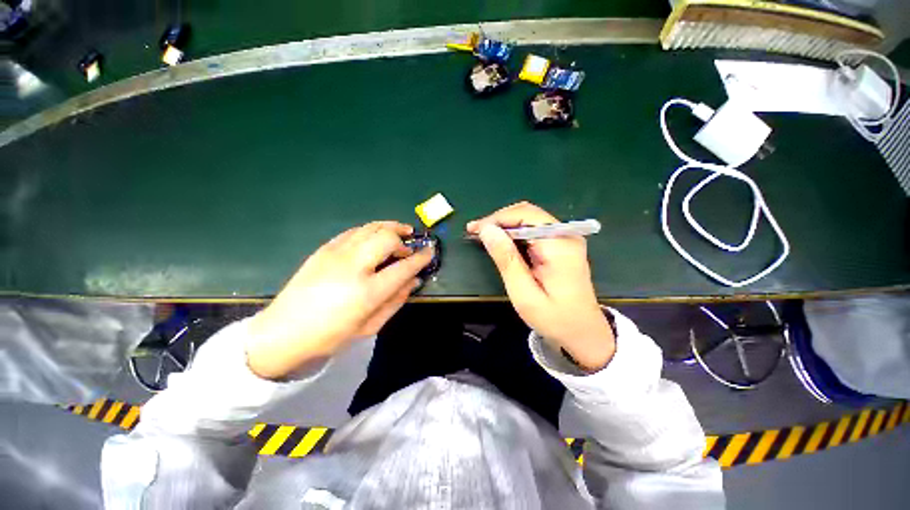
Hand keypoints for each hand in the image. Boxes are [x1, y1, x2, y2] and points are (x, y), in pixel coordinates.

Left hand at [247, 222, 433, 379]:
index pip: (403, 268)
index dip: (420, 258)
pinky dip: (370, 230)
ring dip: (389, 227)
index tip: (430, 252)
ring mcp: (335, 254)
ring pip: (370, 228)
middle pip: (386, 238)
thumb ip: (396, 301)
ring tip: (400, 232)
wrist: (282, 333)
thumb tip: (414, 281)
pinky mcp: (323, 249)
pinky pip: (353, 231)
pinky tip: (374, 238)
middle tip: (409, 247)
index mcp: (367, 292)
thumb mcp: (370, 326)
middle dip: (403, 239)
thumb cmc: (330, 336)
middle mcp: (352, 267)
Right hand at [467, 202, 614, 371]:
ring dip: (504, 226)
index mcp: (560, 244)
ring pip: (528, 219)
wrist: (584, 333)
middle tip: (475, 232)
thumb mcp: (524, 293)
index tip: (474, 229)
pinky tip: (500, 242)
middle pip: (527, 213)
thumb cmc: (554, 318)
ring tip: (482, 236)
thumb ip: (506, 259)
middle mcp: (565, 235)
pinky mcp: (561, 245)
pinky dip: (513, 233)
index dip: (497, 218)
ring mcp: (565, 239)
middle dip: (499, 220)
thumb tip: (487, 230)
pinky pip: (533, 230)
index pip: (526, 215)